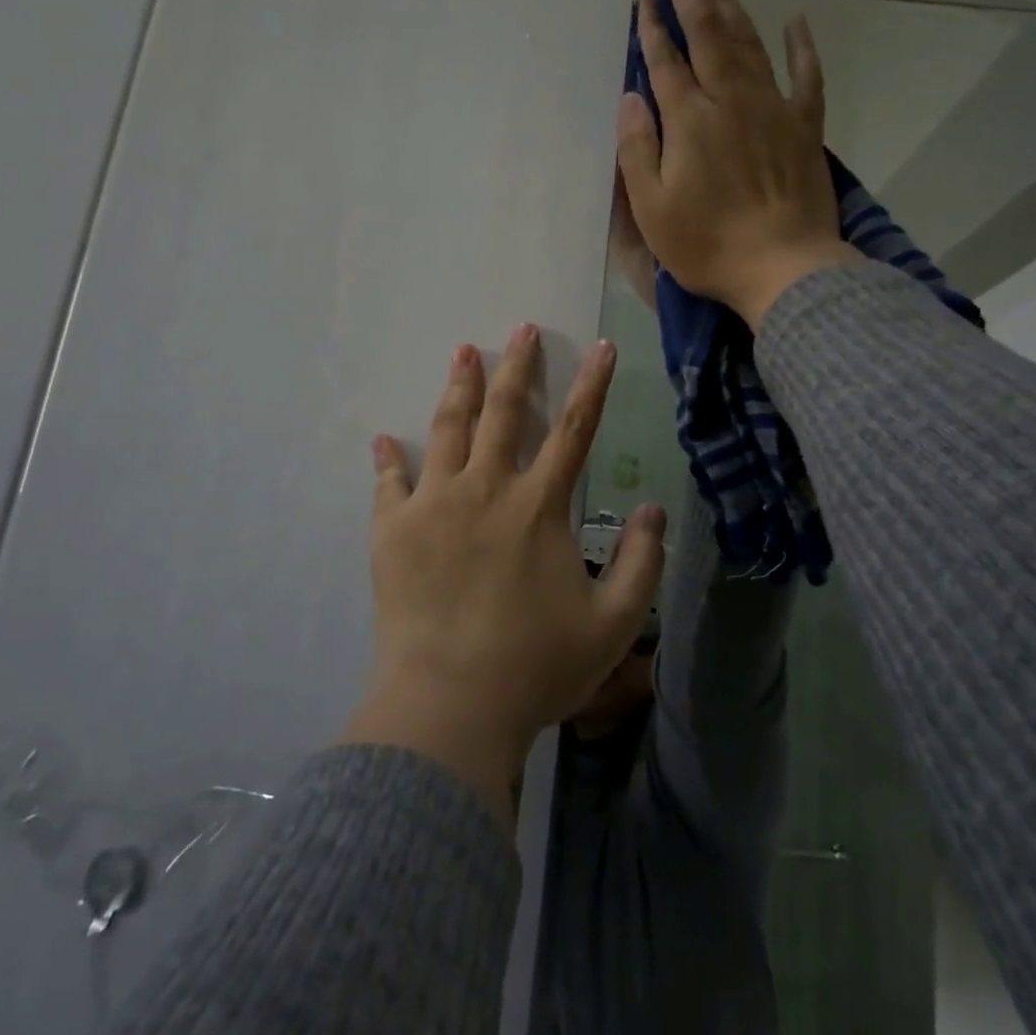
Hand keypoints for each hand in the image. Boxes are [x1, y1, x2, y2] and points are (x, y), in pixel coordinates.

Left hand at [345, 324, 666, 830]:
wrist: (450, 706)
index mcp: (539, 507)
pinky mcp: (392, 531)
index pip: (574, 430)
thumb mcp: (614, 624)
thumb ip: (642, 563)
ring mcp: (433, 505)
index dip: (592, 385)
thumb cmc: (536, 666)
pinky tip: (382, 440)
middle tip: (521, 328)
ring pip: (447, 430)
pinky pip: (388, 484)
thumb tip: (653, 510)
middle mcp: (486, 489)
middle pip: (504, 412)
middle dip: (517, 365)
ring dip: (458, 388)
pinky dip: (387, 460)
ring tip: (463, 353)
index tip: (601, 347)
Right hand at [616, 0, 863, 326]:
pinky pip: (806, 76)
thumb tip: (631, 96)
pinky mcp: (806, 127)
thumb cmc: (707, 244)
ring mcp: (773, 109)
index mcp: (690, 120)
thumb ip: (638, 148)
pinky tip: (796, 22)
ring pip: (749, 43)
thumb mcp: (652, 207)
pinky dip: (802, 47)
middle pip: (708, 34)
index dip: (652, 26)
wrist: (783, 267)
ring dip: (731, 4)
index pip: (665, 61)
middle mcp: (731, 100)